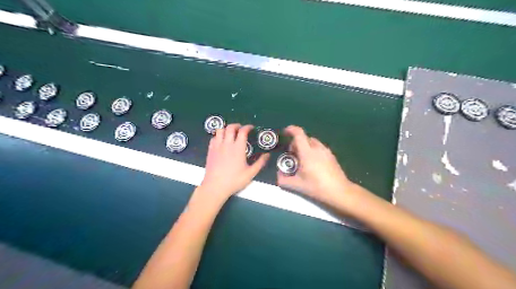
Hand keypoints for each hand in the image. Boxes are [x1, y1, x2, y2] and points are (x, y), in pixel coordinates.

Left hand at [199, 124, 269, 200]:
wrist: (215, 186)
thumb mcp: (250, 173)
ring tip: (231, 133)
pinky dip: (218, 136)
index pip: (243, 131)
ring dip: (226, 129)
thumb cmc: (234, 180)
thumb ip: (260, 163)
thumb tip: (268, 155)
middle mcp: (227, 144)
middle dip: (237, 125)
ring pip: (220, 130)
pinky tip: (221, 141)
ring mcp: (217, 146)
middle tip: (241, 129)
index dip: (248, 127)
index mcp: (238, 148)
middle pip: (230, 127)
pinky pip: (213, 137)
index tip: (251, 128)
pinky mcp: (210, 150)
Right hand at [276, 126, 357, 203]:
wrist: (339, 191)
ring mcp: (326, 151)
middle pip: (304, 137)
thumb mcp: (297, 185)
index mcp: (307, 152)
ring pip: (312, 142)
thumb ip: (283, 180)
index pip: (298, 134)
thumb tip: (278, 175)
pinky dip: (312, 150)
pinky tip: (312, 163)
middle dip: (296, 142)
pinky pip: (319, 147)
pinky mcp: (331, 155)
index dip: (290, 130)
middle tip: (291, 154)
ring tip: (302, 159)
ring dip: (304, 146)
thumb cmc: (317, 187)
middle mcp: (317, 148)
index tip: (285, 133)